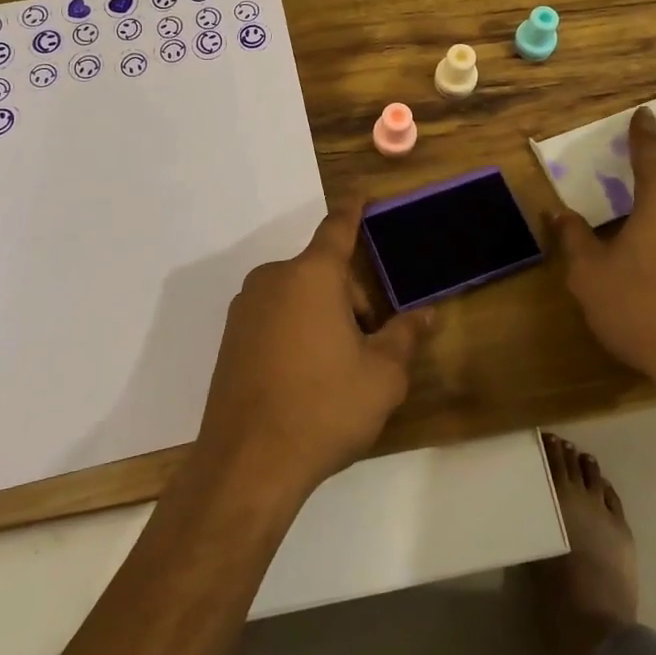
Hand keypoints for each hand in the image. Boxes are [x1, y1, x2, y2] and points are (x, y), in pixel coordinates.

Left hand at [196, 204, 434, 498]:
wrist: (247, 463)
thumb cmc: (324, 407)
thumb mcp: (381, 376)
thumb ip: (405, 335)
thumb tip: (425, 313)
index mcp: (312, 275)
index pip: (338, 228)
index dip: (354, 209)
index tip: (361, 191)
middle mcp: (274, 278)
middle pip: (323, 273)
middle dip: (351, 298)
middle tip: (369, 346)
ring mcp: (246, 307)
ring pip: (299, 297)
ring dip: (323, 317)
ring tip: (336, 372)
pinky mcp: (230, 337)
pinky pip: (275, 318)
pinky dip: (296, 332)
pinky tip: (303, 380)